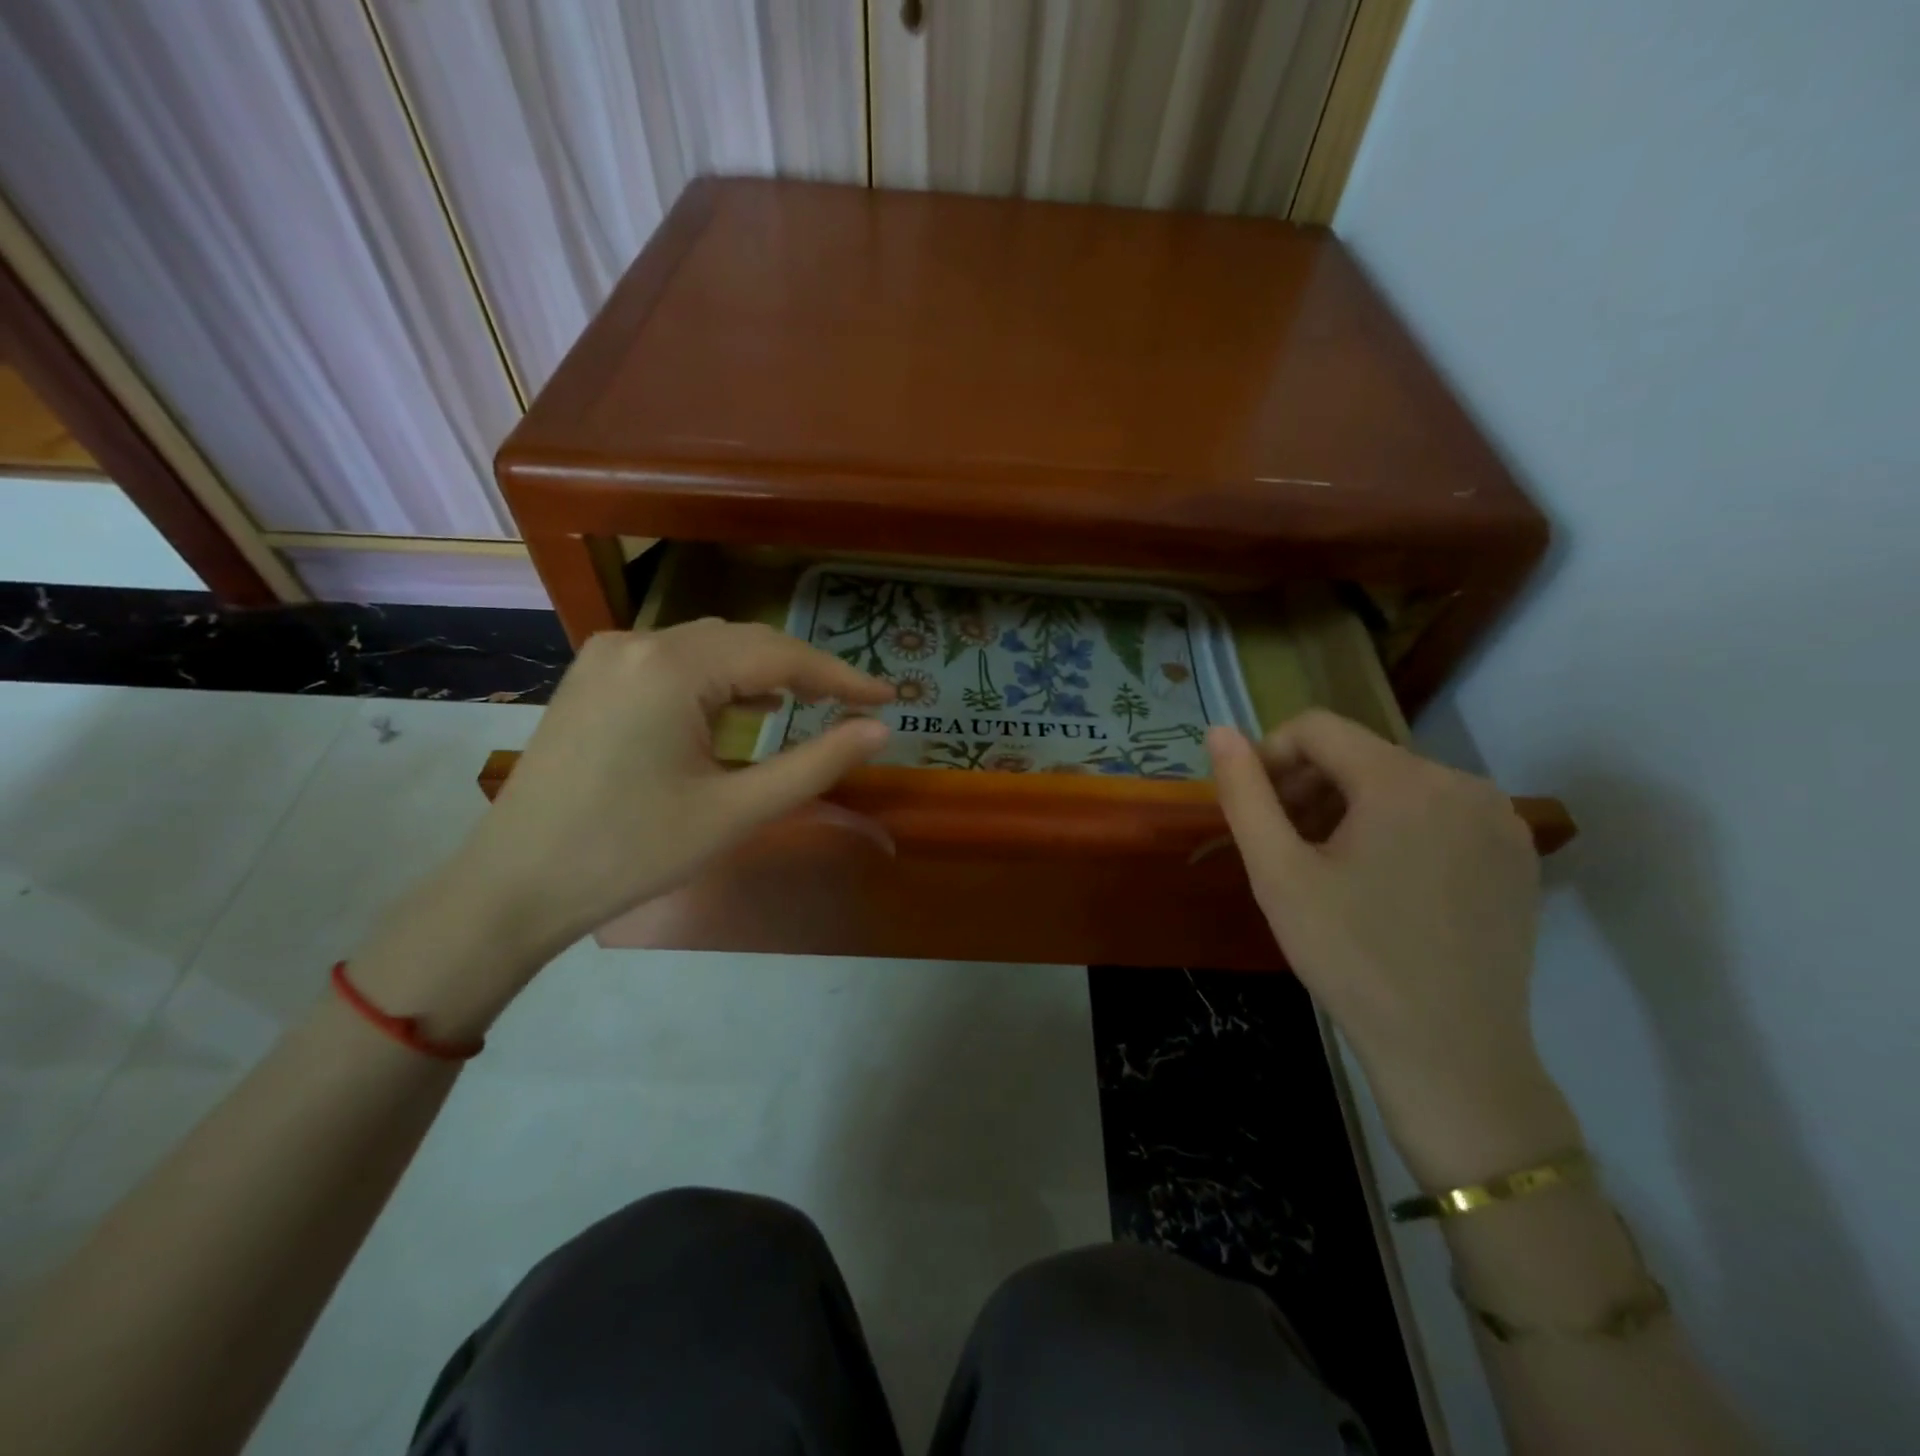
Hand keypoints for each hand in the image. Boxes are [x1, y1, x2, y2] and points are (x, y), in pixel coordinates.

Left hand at [350, 621, 892, 1036]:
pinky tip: (742, 708)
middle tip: (855, 703)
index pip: (780, 656)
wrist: (513, 887)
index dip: (841, 675)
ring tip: (809, 703)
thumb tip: (879, 730)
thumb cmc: (630, 853)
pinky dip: (719, 679)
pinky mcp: (593, 677)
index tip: (889, 695)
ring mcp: (608, 655)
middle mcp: (638, 642)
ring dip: (762, 671)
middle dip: (804, 670)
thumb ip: (816, 764)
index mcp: (672, 667)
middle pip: (745, 641)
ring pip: (710, 647)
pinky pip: (675, 661)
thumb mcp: (736, 812)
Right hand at [1207, 712, 1573, 1182]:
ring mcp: (1500, 820)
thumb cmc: (1350, 957)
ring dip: (1349, 809)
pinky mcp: (1518, 855)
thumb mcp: (1278, 873)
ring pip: (1399, 783)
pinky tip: (1382, 884)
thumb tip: (1217, 730)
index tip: (1255, 810)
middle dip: (1309, 787)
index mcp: (1403, 780)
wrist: (1451, 1051)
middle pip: (1360, 755)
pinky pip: (1439, 814)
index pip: (1317, 729)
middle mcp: (1463, 783)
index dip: (1270, 758)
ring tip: (1327, 868)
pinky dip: (1397, 829)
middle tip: (1284, 845)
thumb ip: (1244, 793)